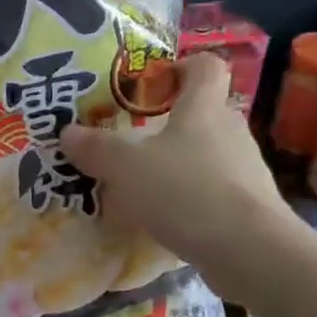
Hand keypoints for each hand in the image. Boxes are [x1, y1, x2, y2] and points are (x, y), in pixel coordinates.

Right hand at [59, 54, 304, 295]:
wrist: (248, 249)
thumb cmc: (186, 191)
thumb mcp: (127, 167)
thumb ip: (96, 148)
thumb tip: (66, 132)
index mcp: (203, 108)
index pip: (205, 67)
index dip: (183, 66)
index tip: (156, 82)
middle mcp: (230, 131)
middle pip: (204, 113)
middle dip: (172, 123)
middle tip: (135, 140)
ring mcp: (245, 170)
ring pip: (209, 154)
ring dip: (180, 164)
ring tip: (145, 185)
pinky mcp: (250, 206)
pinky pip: (214, 191)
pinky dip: (191, 198)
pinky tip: (166, 218)